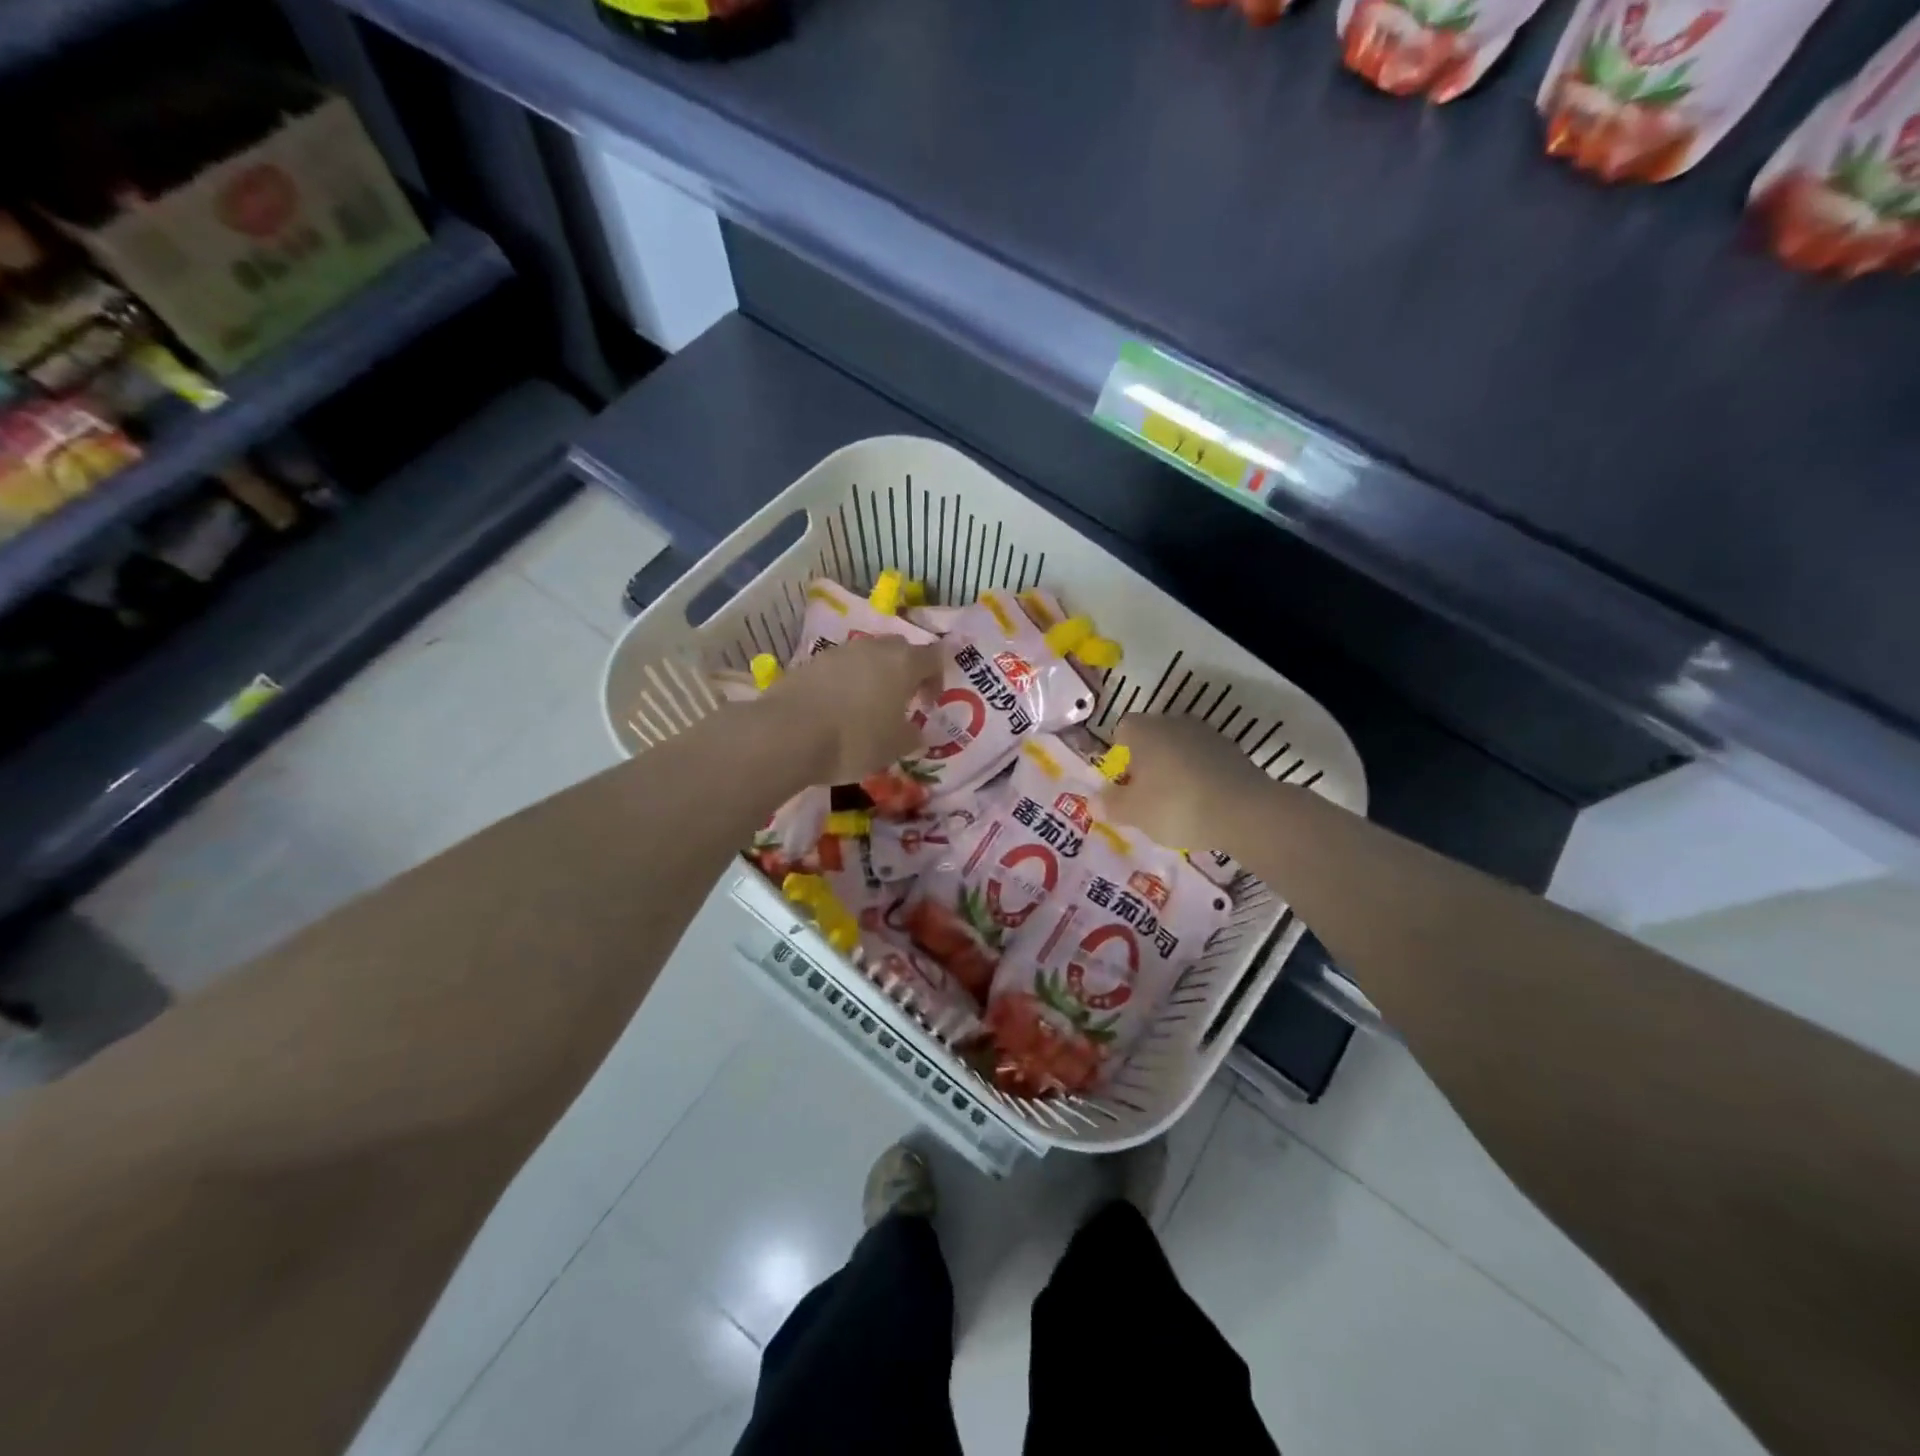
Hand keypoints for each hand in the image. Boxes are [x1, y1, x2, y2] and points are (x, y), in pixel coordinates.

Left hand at [756, 637, 944, 783]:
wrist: (788, 734)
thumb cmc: (855, 740)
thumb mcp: (895, 748)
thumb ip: (912, 737)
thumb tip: (917, 734)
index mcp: (903, 662)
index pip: (933, 657)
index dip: (936, 678)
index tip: (927, 704)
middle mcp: (873, 648)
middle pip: (899, 649)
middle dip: (905, 671)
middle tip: (900, 702)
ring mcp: (838, 651)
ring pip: (866, 656)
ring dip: (872, 675)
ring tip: (866, 708)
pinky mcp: (810, 662)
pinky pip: (838, 668)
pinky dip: (844, 683)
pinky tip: (836, 710)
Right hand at [1099, 712, 1274, 853]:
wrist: (1244, 811)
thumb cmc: (1175, 805)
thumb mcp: (1133, 812)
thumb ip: (1111, 804)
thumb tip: (1095, 801)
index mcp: (1144, 730)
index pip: (1123, 729)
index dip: (1120, 755)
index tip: (1124, 782)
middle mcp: (1174, 722)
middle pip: (1152, 737)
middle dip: (1147, 762)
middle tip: (1146, 795)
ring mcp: (1207, 734)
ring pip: (1179, 748)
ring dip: (1174, 769)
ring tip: (1175, 803)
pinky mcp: (1233, 751)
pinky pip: (1204, 761)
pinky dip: (1199, 777)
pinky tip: (1202, 803)